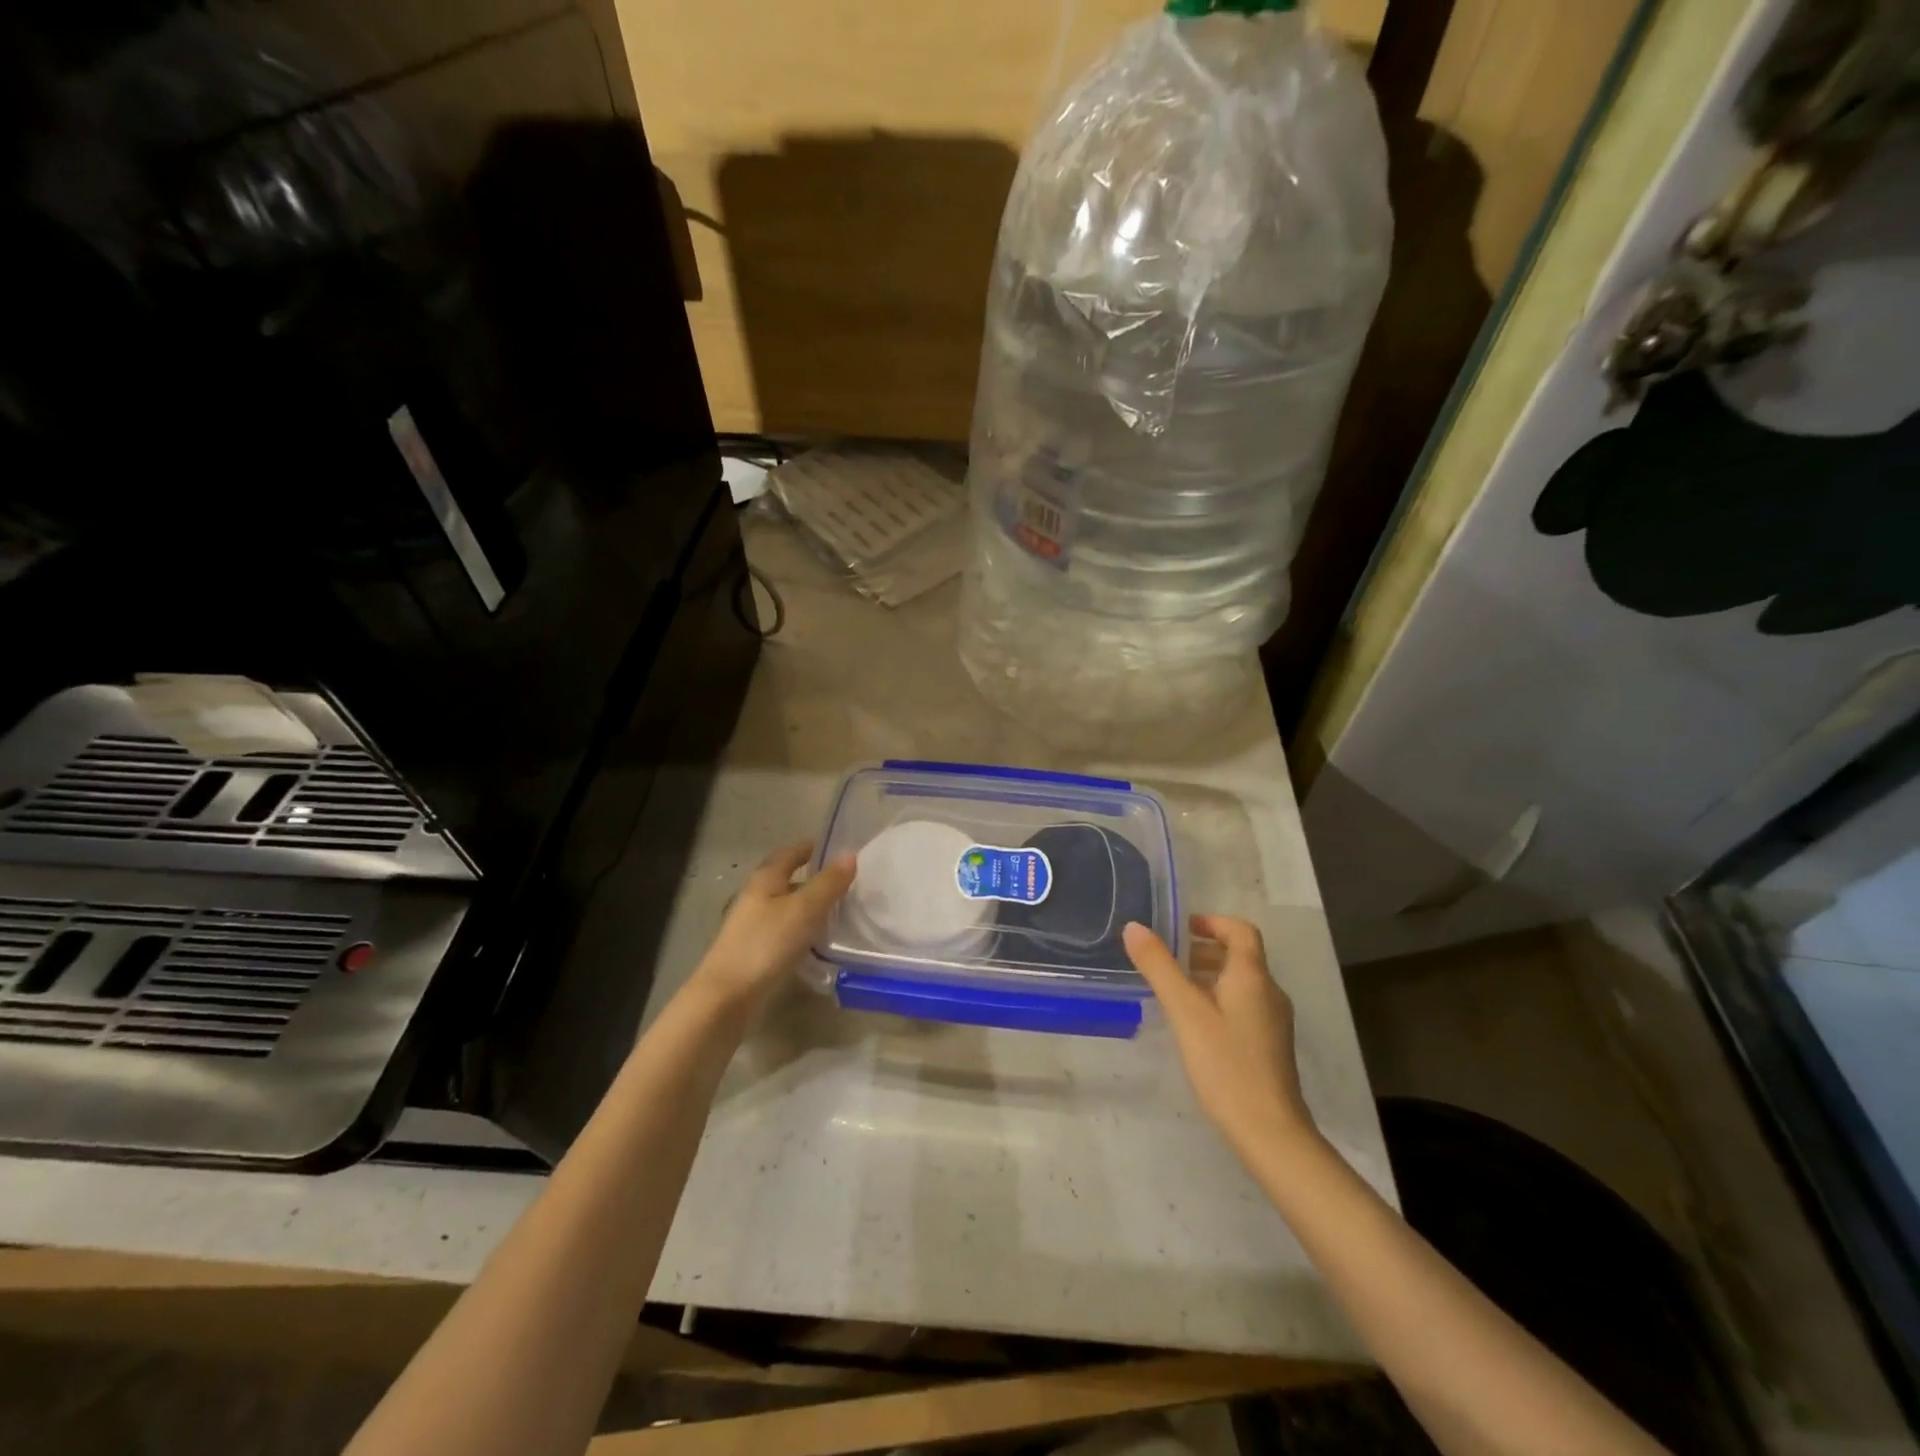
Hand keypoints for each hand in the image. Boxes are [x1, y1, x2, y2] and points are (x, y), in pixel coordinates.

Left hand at [691, 839, 855, 1012]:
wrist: (727, 997)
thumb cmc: (766, 944)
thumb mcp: (804, 910)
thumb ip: (828, 883)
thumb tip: (850, 854)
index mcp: (765, 880)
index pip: (788, 853)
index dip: (809, 847)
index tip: (833, 846)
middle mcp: (756, 898)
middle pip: (786, 880)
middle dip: (813, 878)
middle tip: (846, 881)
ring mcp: (753, 926)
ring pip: (787, 908)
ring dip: (810, 906)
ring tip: (841, 911)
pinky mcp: (756, 952)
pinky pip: (785, 932)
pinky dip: (804, 930)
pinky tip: (821, 942)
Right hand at [1123, 915, 1315, 1160]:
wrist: (1270, 1131)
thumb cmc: (1226, 1064)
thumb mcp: (1185, 1011)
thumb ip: (1159, 967)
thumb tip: (1135, 927)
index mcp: (1252, 977)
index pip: (1240, 931)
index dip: (1212, 922)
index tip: (1181, 927)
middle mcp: (1269, 993)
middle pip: (1240, 956)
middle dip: (1204, 950)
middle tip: (1169, 959)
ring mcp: (1273, 1022)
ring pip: (1241, 984)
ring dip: (1209, 976)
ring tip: (1174, 990)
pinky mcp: (1270, 1046)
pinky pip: (1243, 1007)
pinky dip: (1218, 1000)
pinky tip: (1194, 1025)